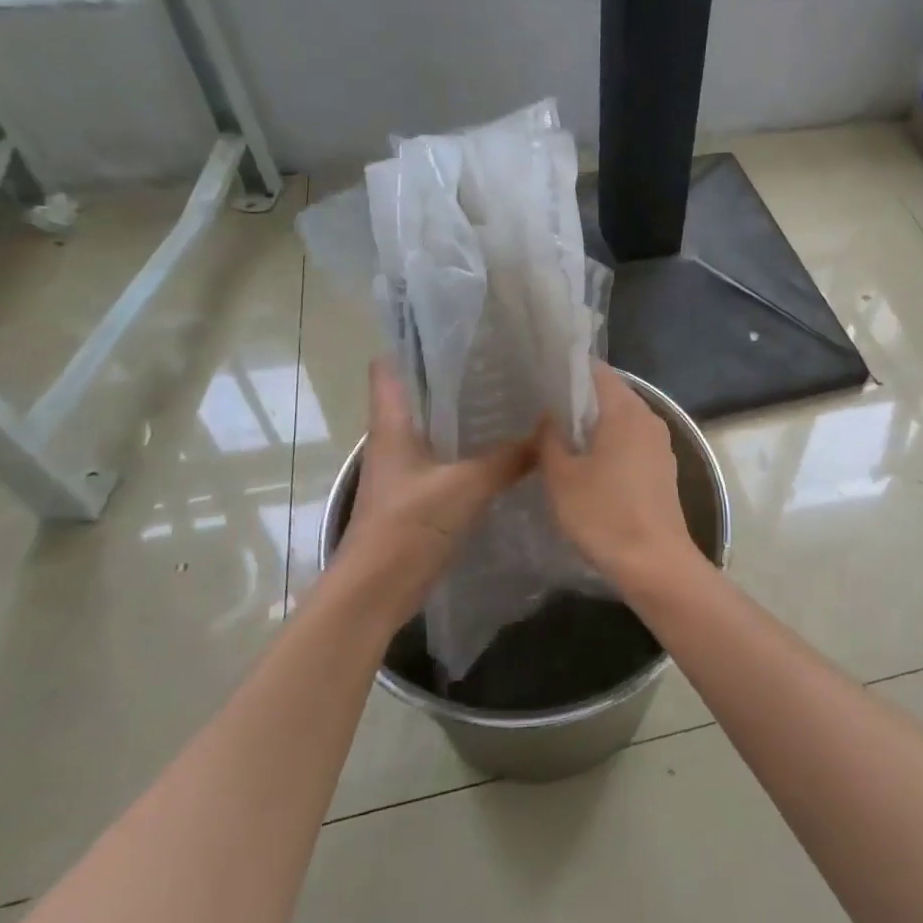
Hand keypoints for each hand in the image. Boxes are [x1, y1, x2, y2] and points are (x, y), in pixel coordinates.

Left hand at [326, 358, 534, 624]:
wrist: (375, 594)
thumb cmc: (407, 528)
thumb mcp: (464, 487)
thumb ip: (507, 459)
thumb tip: (548, 435)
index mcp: (392, 424)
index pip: (390, 367)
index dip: (415, 343)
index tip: (458, 328)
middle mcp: (395, 440)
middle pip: (421, 394)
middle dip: (457, 376)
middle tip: (504, 360)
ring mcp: (407, 469)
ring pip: (439, 428)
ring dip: (468, 415)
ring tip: (513, 396)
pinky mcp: (420, 495)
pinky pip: (450, 460)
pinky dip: (473, 451)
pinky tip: (507, 450)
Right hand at [537, 364, 704, 590]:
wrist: (655, 563)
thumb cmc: (604, 514)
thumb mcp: (562, 477)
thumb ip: (550, 439)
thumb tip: (548, 415)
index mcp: (625, 410)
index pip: (597, 371)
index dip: (569, 370)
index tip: (541, 377)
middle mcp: (649, 418)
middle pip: (611, 394)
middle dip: (578, 399)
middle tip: (541, 407)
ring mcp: (660, 444)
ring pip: (621, 420)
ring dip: (593, 424)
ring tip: (558, 434)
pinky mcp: (662, 469)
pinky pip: (631, 442)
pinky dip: (609, 444)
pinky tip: (586, 463)